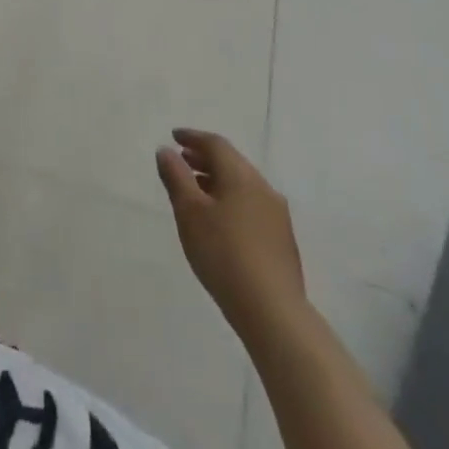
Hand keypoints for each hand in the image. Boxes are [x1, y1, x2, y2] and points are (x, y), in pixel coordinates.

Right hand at [156, 129, 306, 345]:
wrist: (273, 312)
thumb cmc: (223, 253)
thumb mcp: (189, 212)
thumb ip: (175, 177)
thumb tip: (166, 151)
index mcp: (241, 176)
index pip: (215, 144)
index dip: (192, 137)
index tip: (173, 137)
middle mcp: (263, 188)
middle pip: (232, 162)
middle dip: (204, 158)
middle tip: (181, 160)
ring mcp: (277, 216)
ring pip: (242, 185)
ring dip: (217, 180)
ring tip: (196, 190)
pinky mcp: (282, 240)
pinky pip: (251, 205)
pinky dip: (231, 199)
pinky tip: (219, 220)